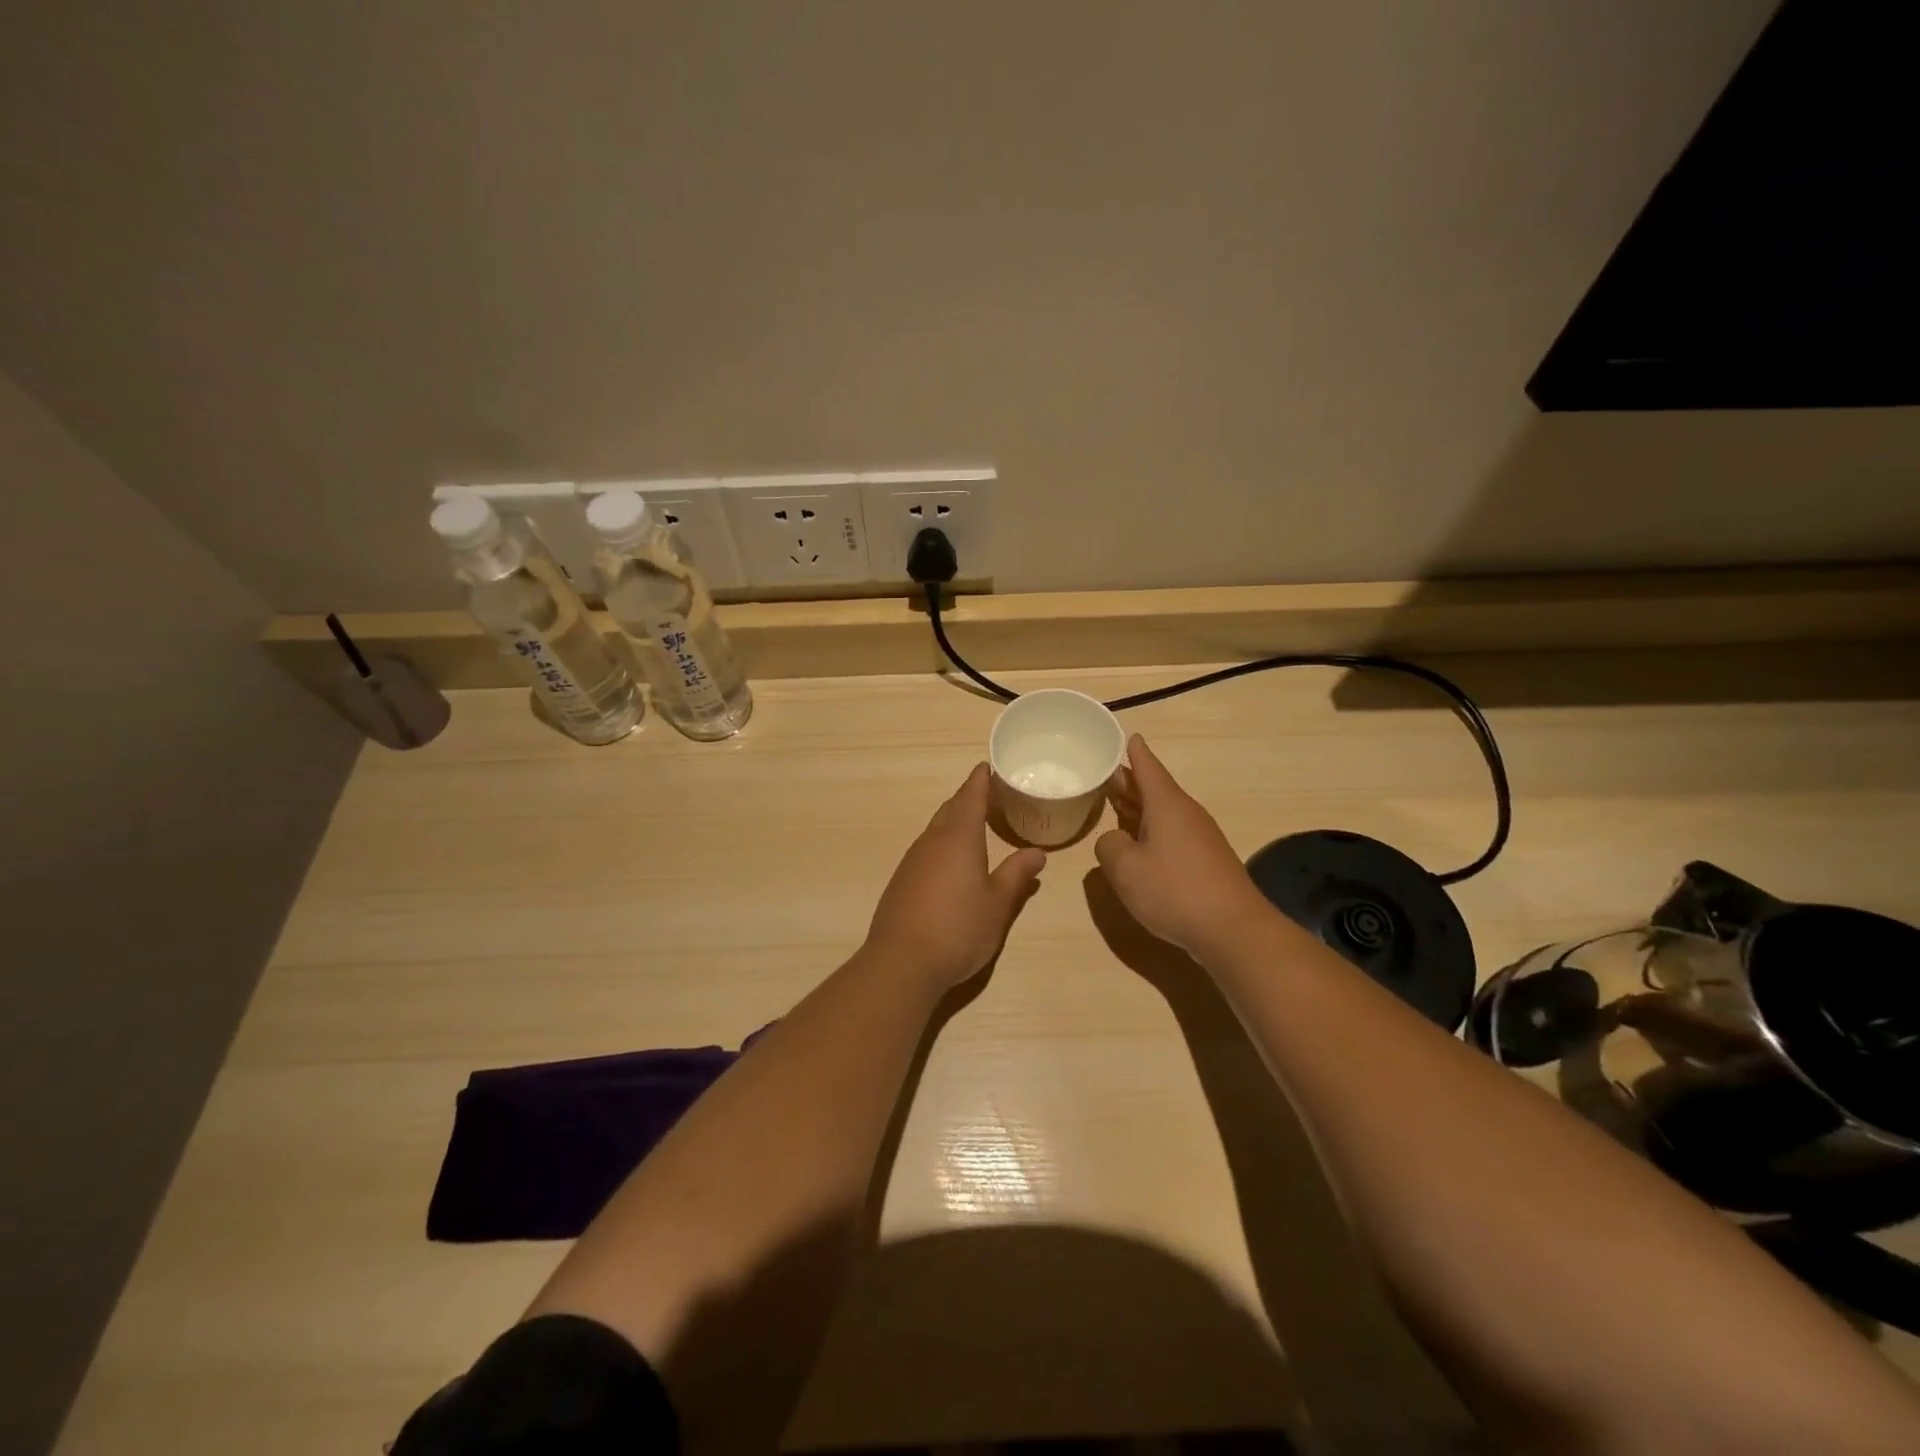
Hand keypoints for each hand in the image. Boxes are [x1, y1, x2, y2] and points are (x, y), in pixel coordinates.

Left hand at [865, 764, 1046, 988]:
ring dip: (953, 821)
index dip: (980, 781)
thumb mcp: (998, 904)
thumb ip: (1016, 875)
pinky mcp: (901, 881)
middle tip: (987, 794)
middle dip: (967, 799)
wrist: (902, 962)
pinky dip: (941, 843)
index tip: (986, 767)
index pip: (970, 797)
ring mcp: (912, 861)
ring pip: (935, 829)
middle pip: (950, 809)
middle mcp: (932, 842)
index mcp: (959, 838)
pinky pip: (926, 849)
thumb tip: (1037, 853)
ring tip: (973, 824)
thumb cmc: (959, 928)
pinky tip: (950, 861)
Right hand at [1096, 734, 1270, 959]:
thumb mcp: (1125, 868)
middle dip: (1130, 782)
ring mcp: (1199, 838)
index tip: (1128, 735)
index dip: (1134, 752)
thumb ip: (1109, 847)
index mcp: (1167, 804)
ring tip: (1114, 805)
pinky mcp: (1205, 862)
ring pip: (1163, 813)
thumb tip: (1114, 841)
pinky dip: (1150, 831)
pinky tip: (1138, 845)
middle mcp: (1185, 814)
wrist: (1233, 930)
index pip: (1147, 767)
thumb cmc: (1174, 891)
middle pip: (1154, 789)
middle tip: (1104, 774)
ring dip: (1138, 808)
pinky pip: (1171, 834)